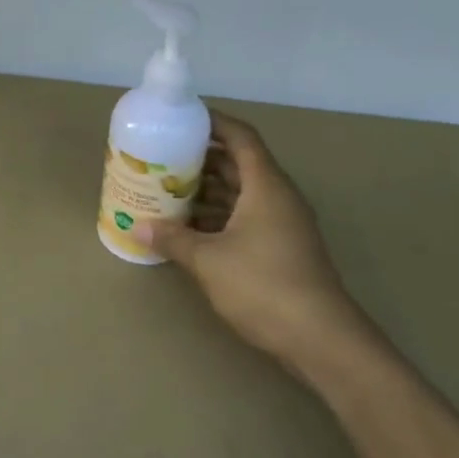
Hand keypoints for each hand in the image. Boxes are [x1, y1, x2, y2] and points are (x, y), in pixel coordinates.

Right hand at [134, 112, 376, 374]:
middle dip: (200, 158)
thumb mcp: (208, 261)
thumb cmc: (264, 286)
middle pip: (237, 164)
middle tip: (161, 157)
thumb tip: (138, 226)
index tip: (181, 118)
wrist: (320, 339)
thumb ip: (172, 239)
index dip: (213, 122)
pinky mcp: (280, 249)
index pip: (241, 137)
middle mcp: (277, 198)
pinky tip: (187, 227)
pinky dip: (216, 216)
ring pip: (240, 193)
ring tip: (166, 189)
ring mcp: (281, 225)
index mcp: (266, 186)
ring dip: (206, 189)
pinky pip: (243, 218)